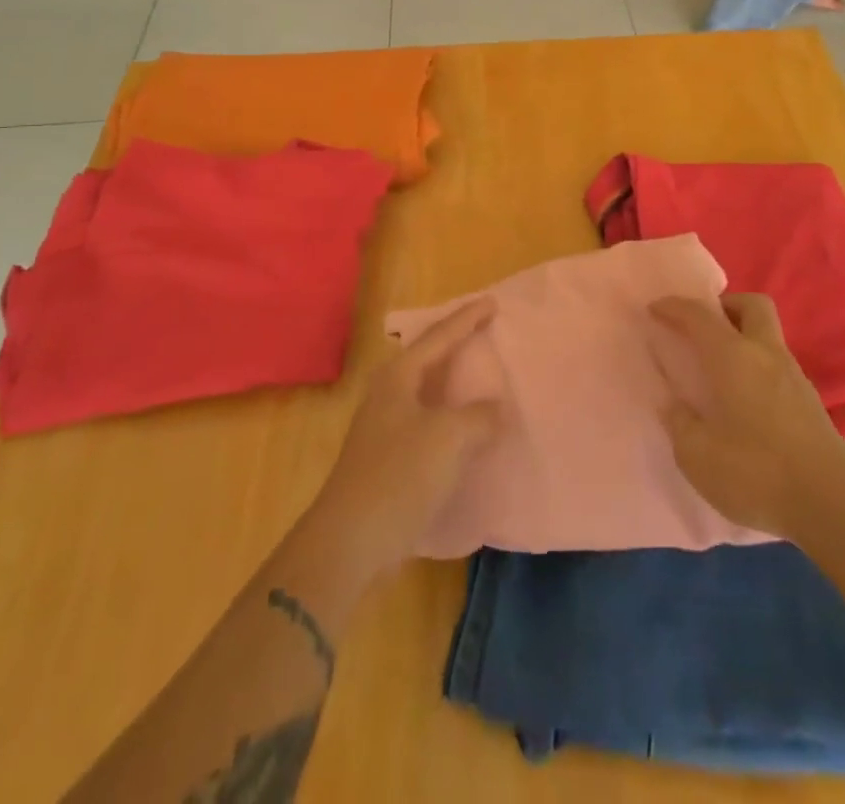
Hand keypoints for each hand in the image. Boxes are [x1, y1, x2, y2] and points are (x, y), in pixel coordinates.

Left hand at [310, 298, 501, 575]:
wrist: (350, 541)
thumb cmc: (399, 475)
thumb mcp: (448, 438)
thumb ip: (479, 416)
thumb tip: (495, 410)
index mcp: (399, 377)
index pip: (439, 336)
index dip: (467, 318)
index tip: (493, 302)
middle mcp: (389, 393)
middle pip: (429, 357)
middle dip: (456, 342)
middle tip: (486, 330)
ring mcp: (386, 426)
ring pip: (428, 389)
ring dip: (454, 380)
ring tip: (481, 373)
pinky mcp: (390, 457)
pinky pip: (429, 420)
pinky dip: (451, 414)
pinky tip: (467, 427)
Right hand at [647, 294, 844, 539]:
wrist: (831, 506)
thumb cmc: (755, 473)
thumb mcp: (697, 456)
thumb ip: (680, 423)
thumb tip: (673, 404)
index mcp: (732, 357)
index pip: (699, 316)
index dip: (674, 307)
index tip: (655, 308)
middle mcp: (765, 354)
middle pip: (751, 305)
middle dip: (725, 306)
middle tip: (702, 329)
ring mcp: (793, 375)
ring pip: (768, 334)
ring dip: (742, 336)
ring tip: (719, 367)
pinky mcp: (809, 400)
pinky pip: (777, 363)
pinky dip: (757, 365)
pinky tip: (744, 398)